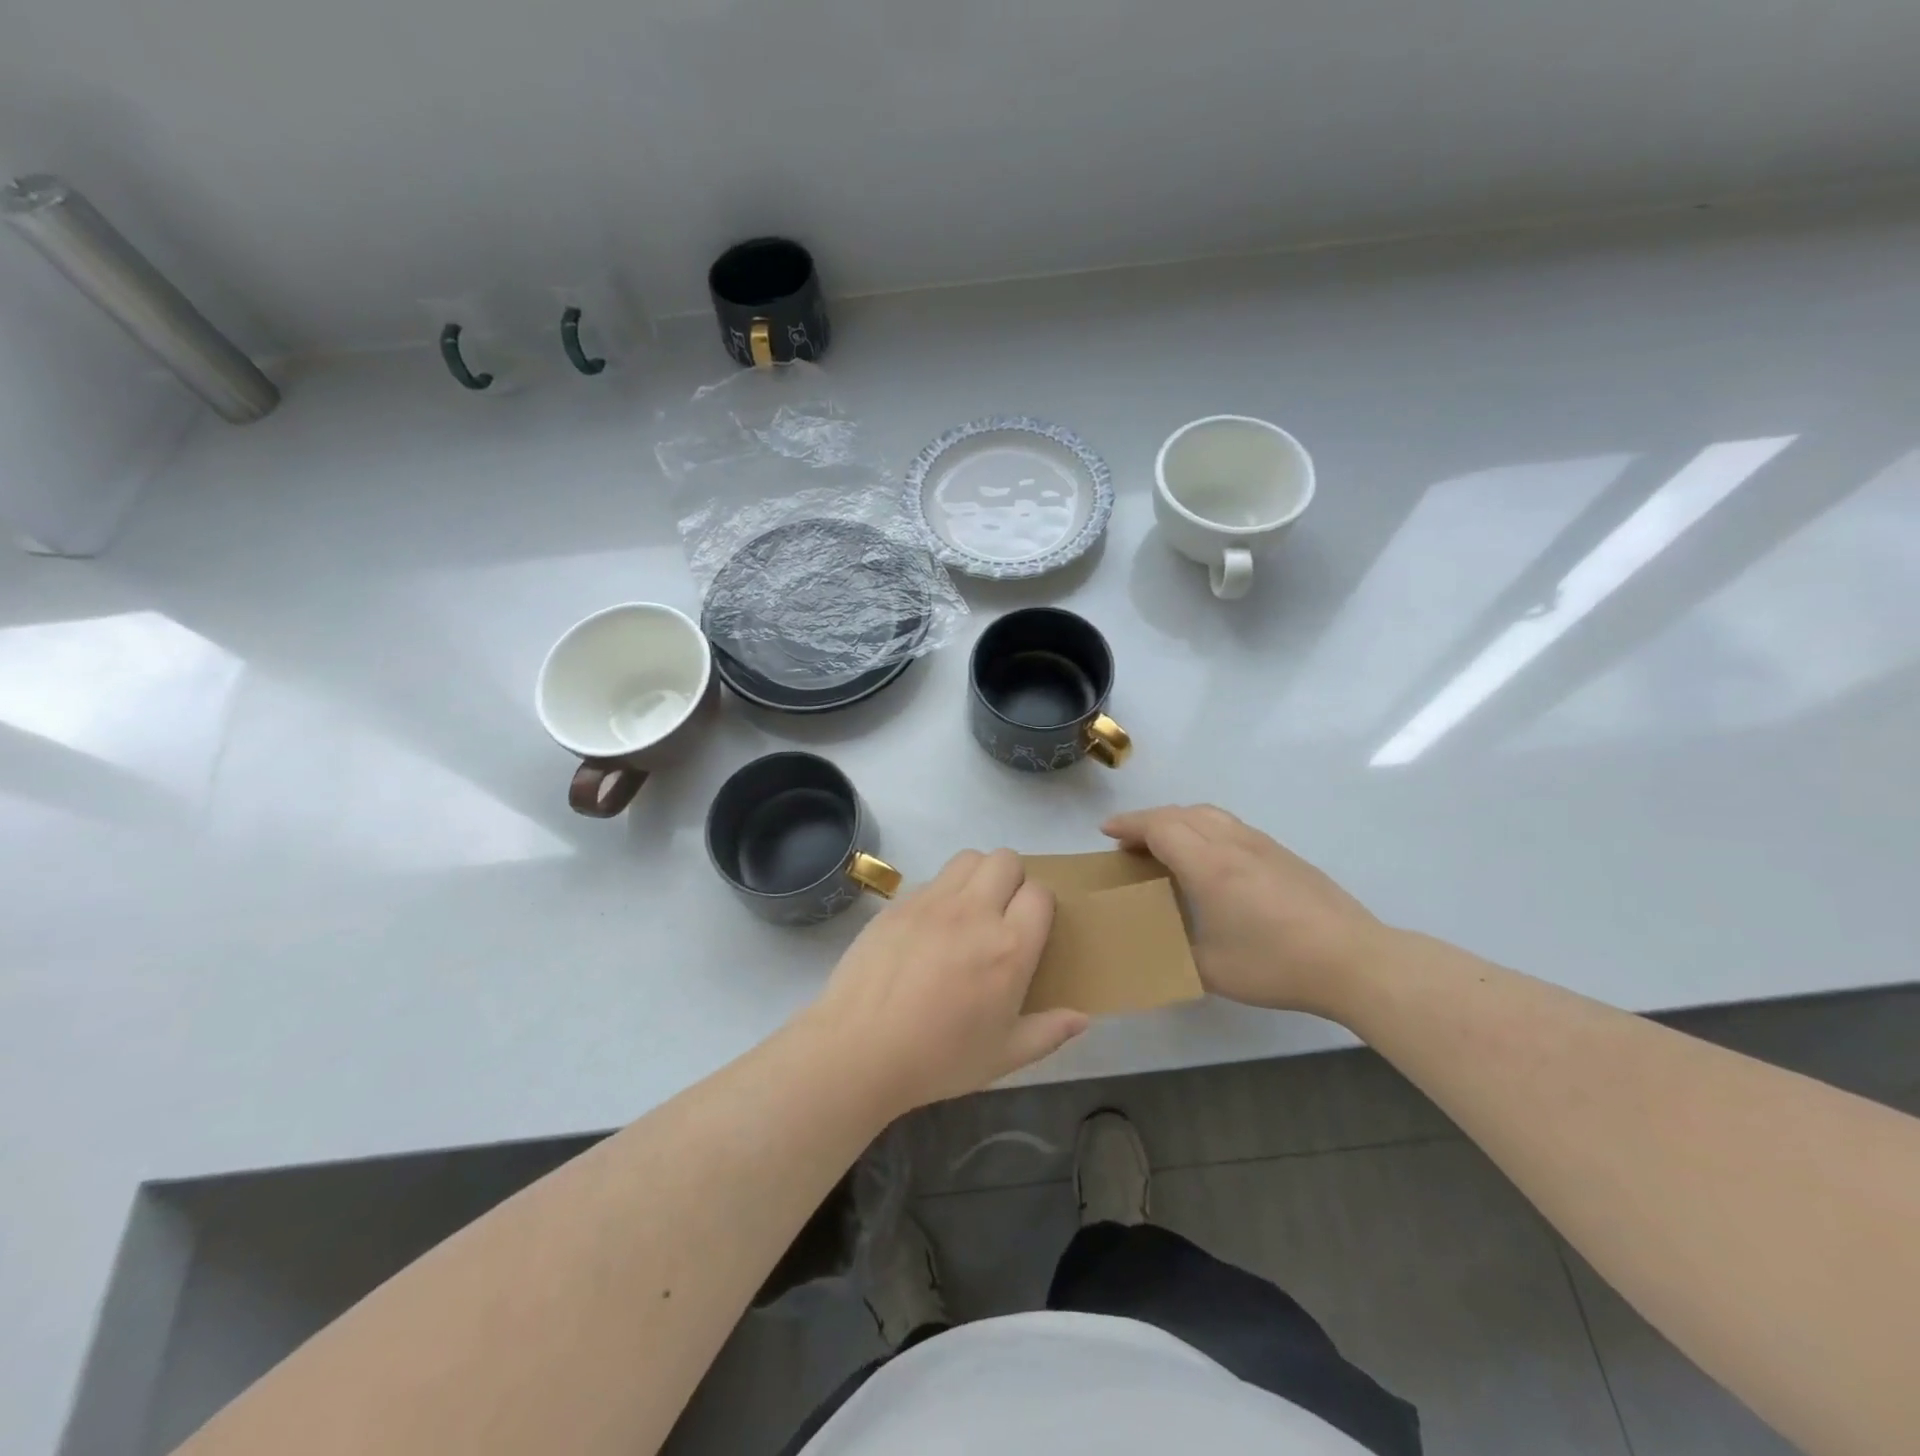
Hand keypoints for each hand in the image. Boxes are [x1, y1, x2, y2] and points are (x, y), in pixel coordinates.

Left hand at [804, 849, 1088, 1113]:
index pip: (1040, 893)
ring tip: (968, 910)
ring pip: (969, 857)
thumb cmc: (939, 1059)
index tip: (1030, 928)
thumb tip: (1083, 1018)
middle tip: (1001, 914)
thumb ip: (1048, 1032)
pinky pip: (932, 878)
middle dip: (1012, 879)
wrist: (859, 1049)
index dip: (1040, 905)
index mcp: (1010, 948)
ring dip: (977, 874)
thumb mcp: (1004, 1056)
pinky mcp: (900, 902)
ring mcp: (933, 902)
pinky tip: (930, 927)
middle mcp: (975, 912)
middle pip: (1006, 860)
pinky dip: (941, 891)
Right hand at [1103, 805, 1387, 1014]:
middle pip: (1181, 813)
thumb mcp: (1211, 970)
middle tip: (1129, 843)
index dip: (1129, 825)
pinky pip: (1230, 826)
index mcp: (1209, 866)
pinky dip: (1204, 829)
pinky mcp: (1283, 854)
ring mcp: (1262, 845)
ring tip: (1164, 844)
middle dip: (1148, 821)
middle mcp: (1232, 844)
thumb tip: (1158, 948)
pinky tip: (1208, 859)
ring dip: (1178, 821)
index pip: (1159, 827)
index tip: (1106, 832)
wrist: (1354, 961)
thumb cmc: (1276, 965)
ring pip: (1209, 814)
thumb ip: (1176, 952)